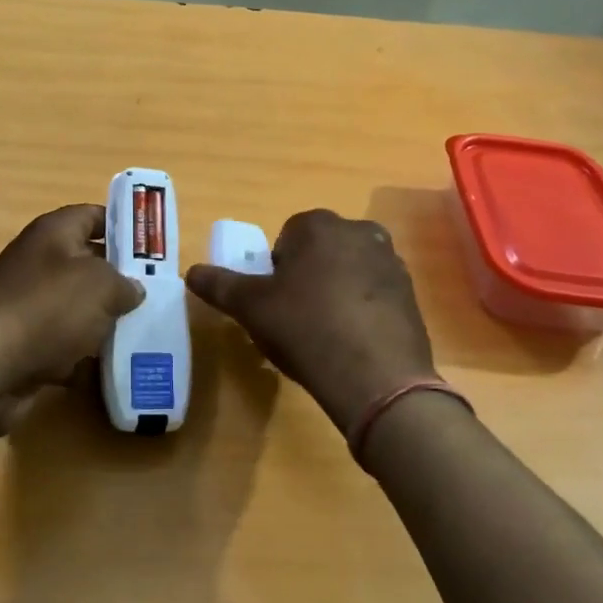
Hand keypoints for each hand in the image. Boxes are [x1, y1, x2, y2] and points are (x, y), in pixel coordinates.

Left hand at [0, 205, 143, 434]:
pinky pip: (65, 342)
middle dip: (121, 279)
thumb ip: (125, 283)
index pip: (93, 215)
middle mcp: (39, 262)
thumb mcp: (101, 285)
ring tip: (144, 331)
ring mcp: (30, 304)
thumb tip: (132, 289)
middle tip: (157, 293)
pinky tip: (113, 366)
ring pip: (79, 307)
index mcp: (53, 233)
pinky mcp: (26, 342)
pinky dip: (85, 355)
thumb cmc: (48, 309)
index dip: (124, 226)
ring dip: (106, 321)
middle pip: (89, 263)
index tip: (154, 246)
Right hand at [186, 209, 435, 434]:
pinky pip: (374, 294)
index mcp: (318, 224)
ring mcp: (391, 261)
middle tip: (295, 318)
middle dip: (307, 277)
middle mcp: (359, 230)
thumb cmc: (306, 328)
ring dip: (335, 292)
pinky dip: (361, 310)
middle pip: (319, 252)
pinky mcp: (411, 293)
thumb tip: (190, 272)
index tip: (274, 303)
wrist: (377, 378)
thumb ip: (219, 284)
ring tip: (324, 334)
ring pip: (348, 271)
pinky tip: (352, 343)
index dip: (275, 271)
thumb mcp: (251, 307)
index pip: (286, 238)